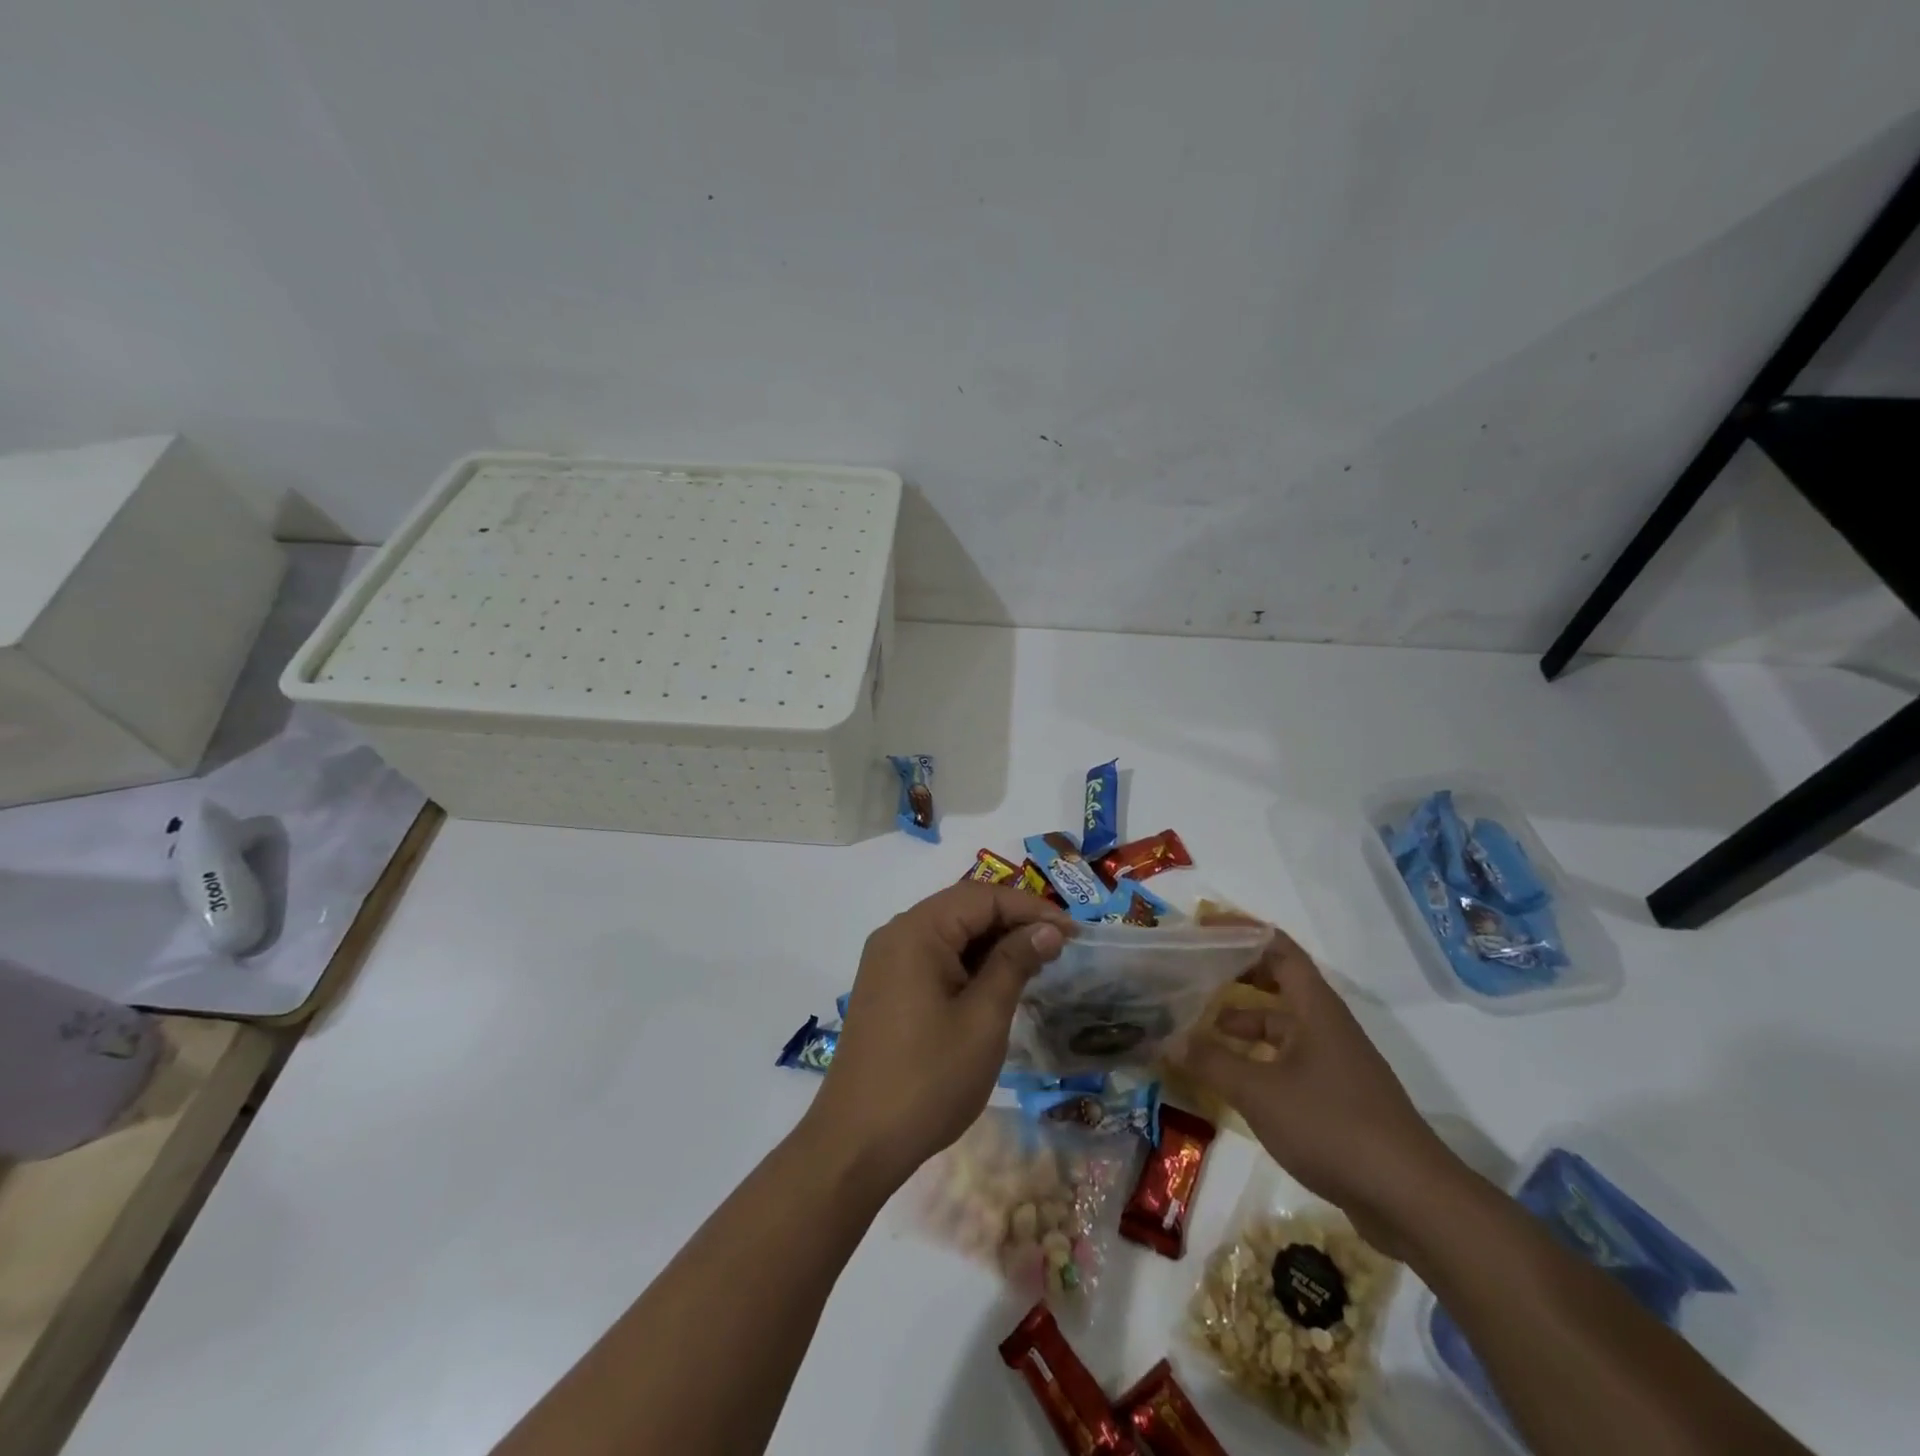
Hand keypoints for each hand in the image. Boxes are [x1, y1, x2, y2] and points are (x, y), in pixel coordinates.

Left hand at [804, 883, 1072, 1191]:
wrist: (857, 1142)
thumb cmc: (929, 1079)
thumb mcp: (984, 1019)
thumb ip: (1015, 963)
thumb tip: (1048, 929)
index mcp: (917, 931)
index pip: (982, 896)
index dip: (1031, 908)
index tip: (1074, 932)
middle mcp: (897, 934)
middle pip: (963, 908)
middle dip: (1013, 922)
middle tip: (1059, 947)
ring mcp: (887, 961)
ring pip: (949, 933)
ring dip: (992, 943)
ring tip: (1035, 964)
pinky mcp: (886, 987)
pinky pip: (934, 957)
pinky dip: (968, 963)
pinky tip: (996, 984)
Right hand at [1174, 927, 1462, 1248]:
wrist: (1411, 1199)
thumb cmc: (1333, 1126)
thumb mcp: (1260, 1092)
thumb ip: (1211, 1062)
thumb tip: (1166, 1041)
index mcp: (1315, 1008)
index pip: (1278, 948)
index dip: (1241, 931)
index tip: (1203, 928)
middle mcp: (1326, 1025)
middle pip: (1278, 982)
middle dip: (1236, 974)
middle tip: (1193, 973)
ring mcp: (1333, 1062)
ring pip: (1280, 1026)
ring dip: (1241, 1023)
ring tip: (1197, 1030)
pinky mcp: (1335, 1097)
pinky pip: (1286, 1060)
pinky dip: (1255, 1059)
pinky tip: (1229, 1079)